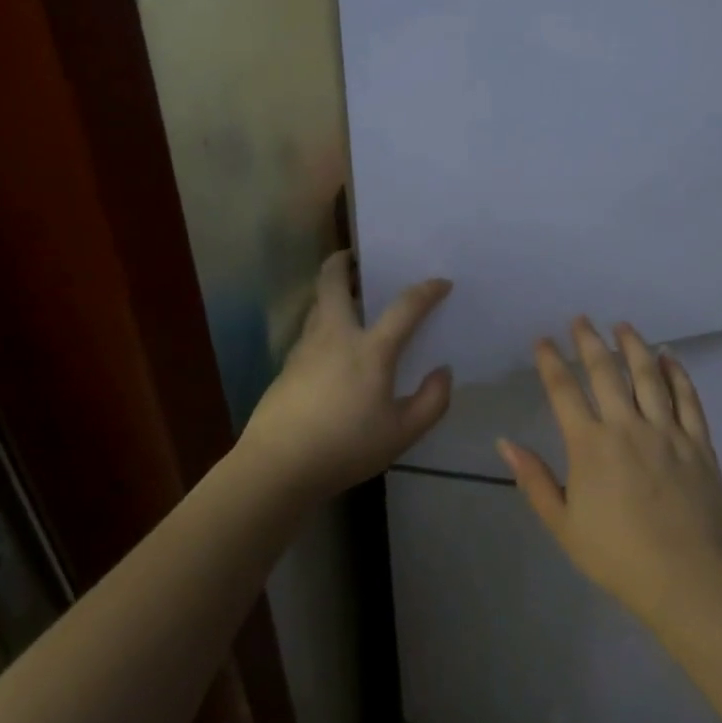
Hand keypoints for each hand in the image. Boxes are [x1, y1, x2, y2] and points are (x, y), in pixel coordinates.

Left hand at [236, 251, 453, 502]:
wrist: (278, 465)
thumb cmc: (346, 447)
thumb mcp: (402, 433)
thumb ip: (431, 401)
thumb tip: (443, 372)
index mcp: (370, 349)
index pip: (405, 307)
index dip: (427, 291)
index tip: (441, 283)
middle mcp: (335, 335)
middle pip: (333, 282)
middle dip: (344, 261)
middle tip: (357, 257)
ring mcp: (305, 347)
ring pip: (317, 304)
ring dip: (332, 291)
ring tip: (350, 299)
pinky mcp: (287, 365)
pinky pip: (310, 329)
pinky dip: (324, 322)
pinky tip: (333, 347)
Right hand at [499, 318, 721, 625]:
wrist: (687, 578)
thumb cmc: (617, 555)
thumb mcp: (563, 524)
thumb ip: (534, 479)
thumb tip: (505, 442)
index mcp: (589, 445)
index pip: (564, 390)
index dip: (550, 361)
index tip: (542, 341)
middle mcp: (626, 426)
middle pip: (605, 372)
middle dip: (589, 342)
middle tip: (581, 319)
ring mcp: (667, 432)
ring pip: (648, 376)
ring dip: (634, 346)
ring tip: (624, 326)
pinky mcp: (698, 443)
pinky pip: (688, 399)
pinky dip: (678, 374)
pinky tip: (670, 357)